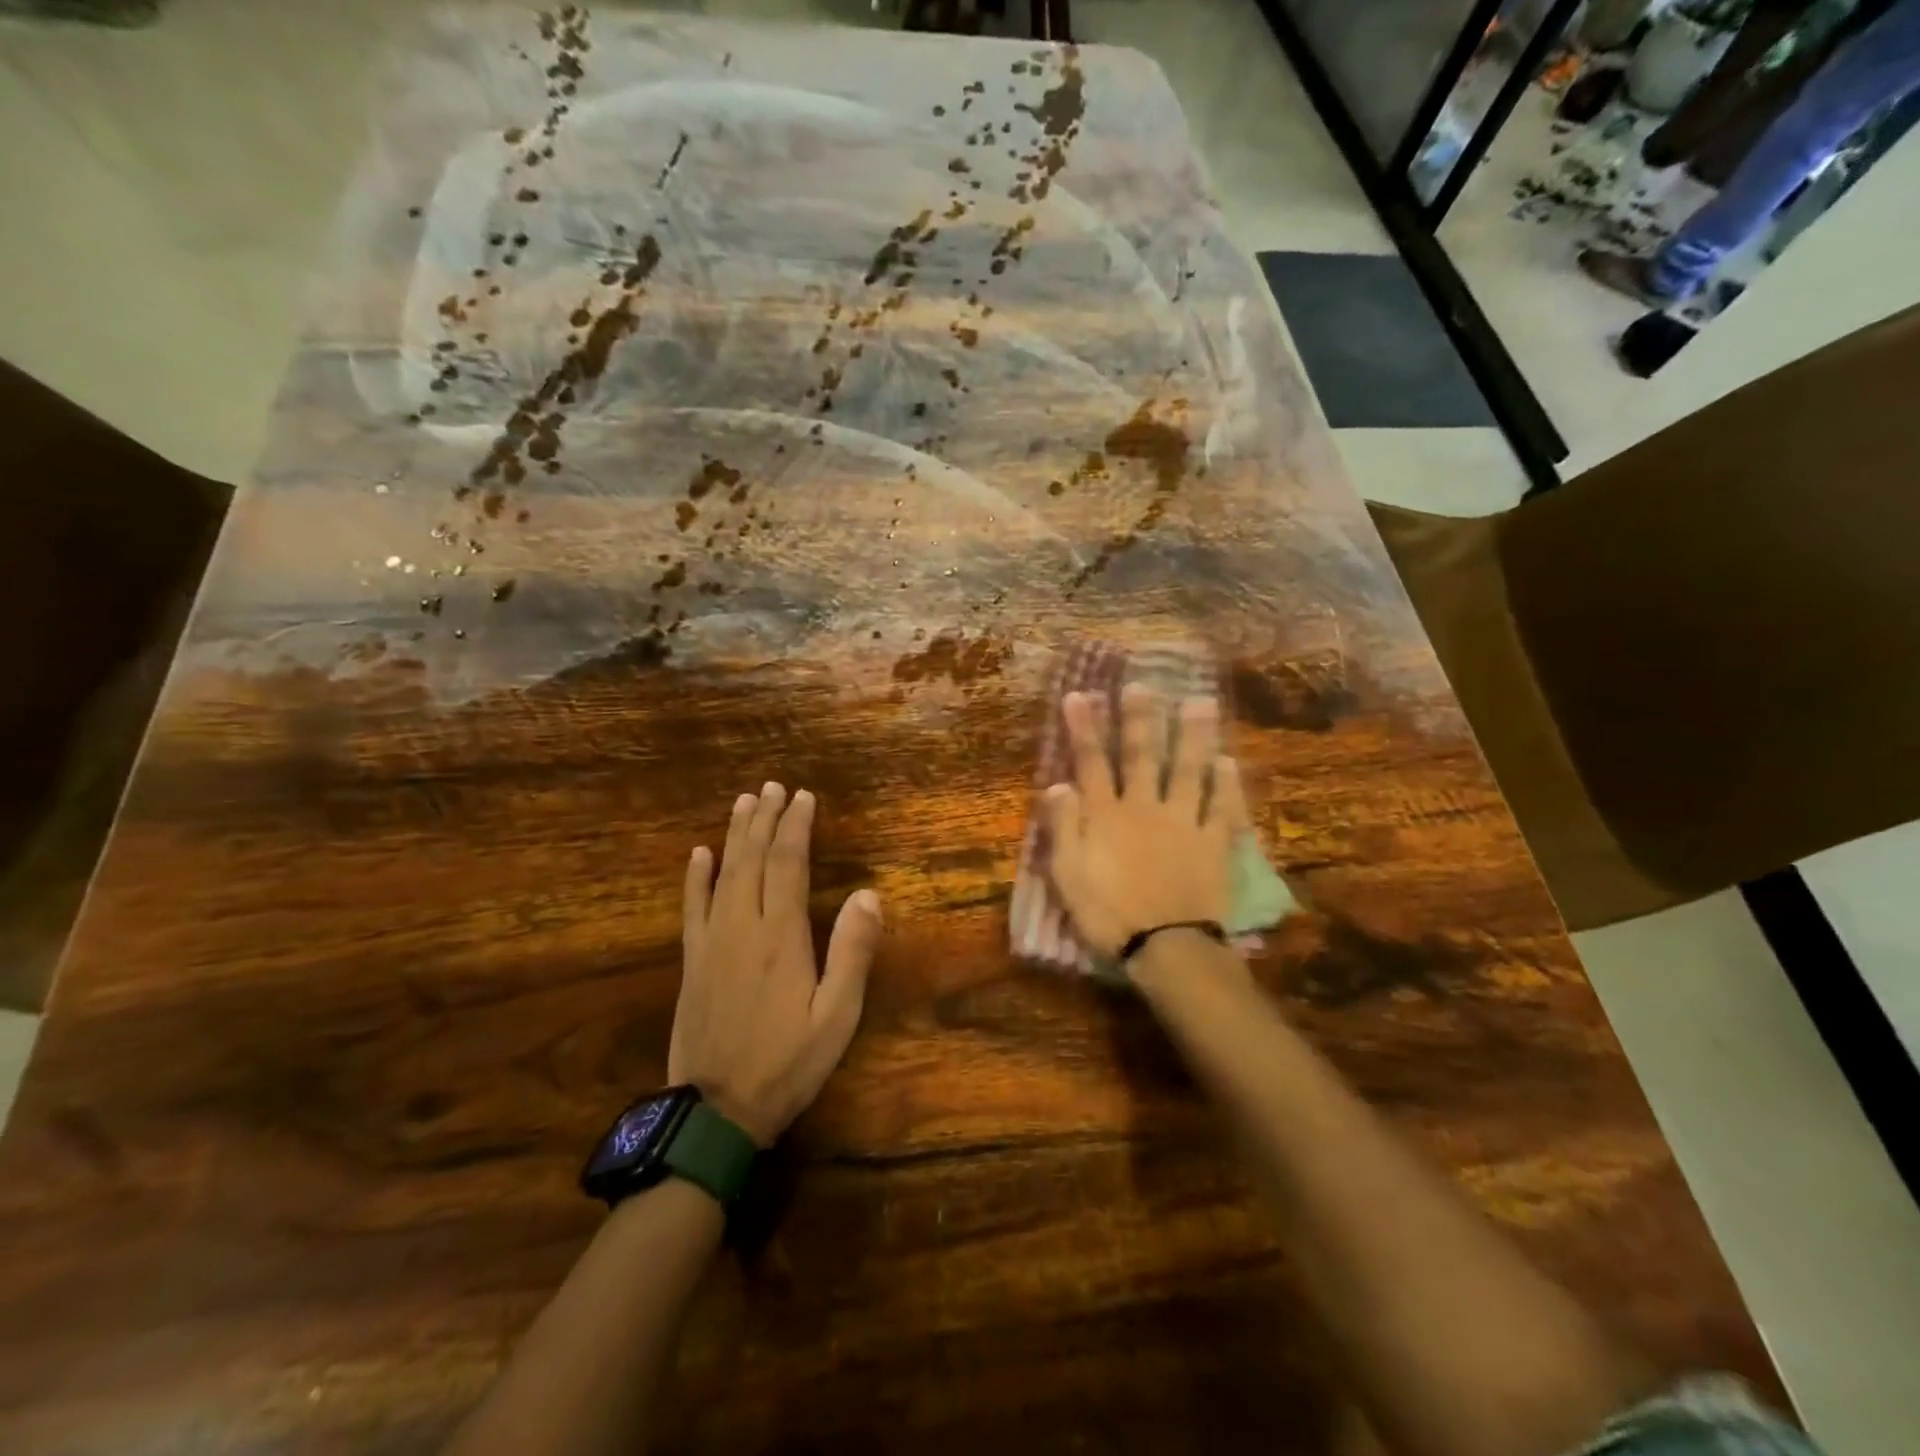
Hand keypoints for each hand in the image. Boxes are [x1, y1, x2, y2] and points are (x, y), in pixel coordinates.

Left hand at [669, 783, 883, 1146]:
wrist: (717, 1112)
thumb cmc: (787, 1064)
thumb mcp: (836, 1017)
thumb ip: (852, 953)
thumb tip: (868, 894)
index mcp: (781, 937)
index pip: (788, 865)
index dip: (796, 827)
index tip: (804, 797)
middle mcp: (743, 927)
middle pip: (753, 860)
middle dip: (766, 820)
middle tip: (774, 786)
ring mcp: (711, 943)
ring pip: (723, 874)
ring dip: (735, 835)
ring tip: (745, 802)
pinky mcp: (691, 962)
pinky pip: (692, 908)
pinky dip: (695, 877)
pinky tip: (699, 853)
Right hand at [1044, 686, 1246, 957]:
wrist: (1166, 948)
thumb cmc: (1108, 914)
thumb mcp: (1068, 876)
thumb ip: (1063, 828)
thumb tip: (1057, 784)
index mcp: (1106, 816)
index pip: (1091, 763)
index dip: (1084, 728)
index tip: (1079, 695)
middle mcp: (1145, 808)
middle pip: (1142, 755)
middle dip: (1140, 718)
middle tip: (1143, 684)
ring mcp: (1184, 822)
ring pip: (1189, 770)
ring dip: (1192, 735)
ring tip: (1200, 702)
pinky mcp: (1214, 843)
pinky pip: (1222, 808)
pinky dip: (1226, 784)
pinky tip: (1228, 761)